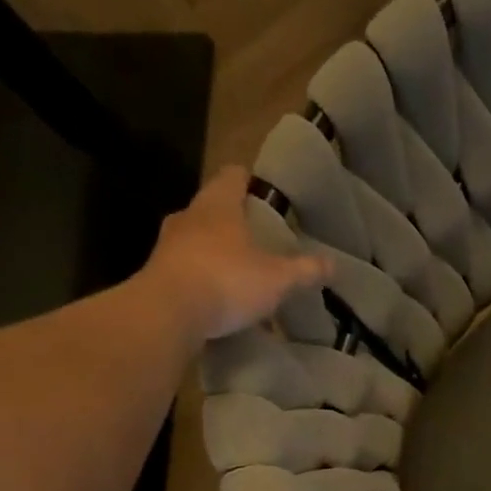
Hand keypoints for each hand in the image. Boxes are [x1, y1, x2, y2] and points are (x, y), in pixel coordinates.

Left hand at [145, 166, 326, 341]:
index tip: (264, 192)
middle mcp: (189, 217)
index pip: (233, 176)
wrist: (167, 314)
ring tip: (240, 273)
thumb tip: (334, 264)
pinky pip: (187, 271)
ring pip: (197, 241)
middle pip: (213, 209)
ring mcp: (168, 246)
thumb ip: (305, 270)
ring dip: (217, 253)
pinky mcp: (157, 276)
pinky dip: (203, 280)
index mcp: (218, 204)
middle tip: (258, 238)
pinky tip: (219, 302)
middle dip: (234, 222)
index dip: (250, 180)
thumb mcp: (277, 278)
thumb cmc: (227, 280)